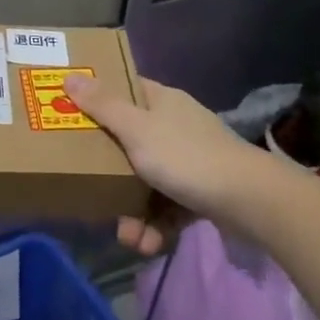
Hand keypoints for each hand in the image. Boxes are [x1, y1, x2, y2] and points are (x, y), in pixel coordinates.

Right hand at [62, 74, 264, 252]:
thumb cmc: (186, 157)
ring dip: (133, 212)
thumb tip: (70, 75)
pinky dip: (156, 225)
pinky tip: (148, 244)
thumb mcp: (137, 130)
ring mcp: (190, 160)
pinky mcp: (201, 192)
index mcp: (162, 102)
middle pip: (130, 142)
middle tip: (91, 189)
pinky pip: (167, 205)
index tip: (73, 112)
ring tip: (128, 237)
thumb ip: (102, 106)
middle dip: (110, 174)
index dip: (99, 98)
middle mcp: (175, 126)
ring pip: (147, 180)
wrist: (250, 202)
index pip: (126, 90)